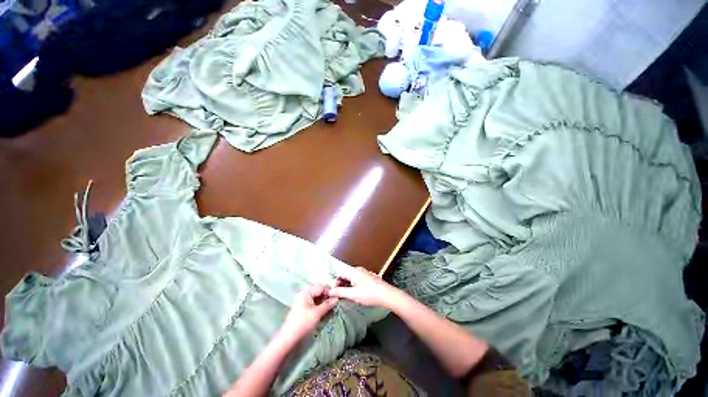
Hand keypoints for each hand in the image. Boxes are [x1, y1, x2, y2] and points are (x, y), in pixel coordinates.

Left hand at [280, 285, 338, 340]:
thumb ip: (327, 304)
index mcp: (306, 292)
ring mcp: (303, 301)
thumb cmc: (303, 323)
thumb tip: (336, 298)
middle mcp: (304, 294)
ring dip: (324, 303)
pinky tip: (325, 312)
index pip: (321, 287)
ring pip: (317, 298)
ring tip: (331, 310)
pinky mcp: (303, 308)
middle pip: (319, 292)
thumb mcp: (317, 313)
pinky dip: (320, 307)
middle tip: (335, 304)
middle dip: (327, 298)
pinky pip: (314, 303)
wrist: (289, 338)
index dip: (330, 292)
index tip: (337, 299)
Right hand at [328, 267, 398, 307]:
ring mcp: (365, 273)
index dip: (335, 282)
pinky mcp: (370, 278)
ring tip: (348, 296)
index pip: (340, 273)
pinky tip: (357, 293)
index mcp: (353, 271)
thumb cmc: (368, 293)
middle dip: (341, 284)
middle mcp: (358, 270)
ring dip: (348, 285)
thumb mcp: (352, 294)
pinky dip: (355, 285)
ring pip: (352, 278)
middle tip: (340, 295)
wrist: (386, 294)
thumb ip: (340, 292)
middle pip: (346, 275)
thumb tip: (329, 291)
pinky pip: (358, 279)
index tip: (335, 292)